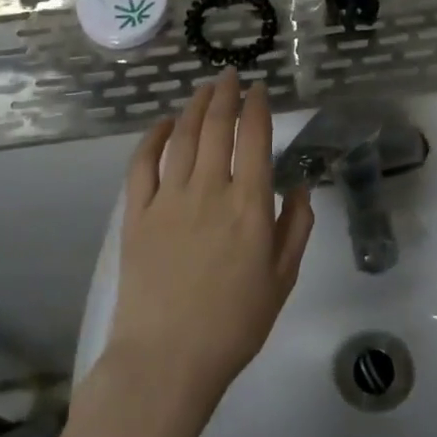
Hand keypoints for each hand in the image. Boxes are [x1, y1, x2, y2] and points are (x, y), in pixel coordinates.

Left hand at [105, 70, 314, 405]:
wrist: (167, 360)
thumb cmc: (234, 324)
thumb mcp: (283, 279)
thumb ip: (296, 228)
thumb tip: (299, 187)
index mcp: (249, 205)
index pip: (255, 138)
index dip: (257, 107)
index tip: (259, 89)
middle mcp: (209, 189)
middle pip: (216, 126)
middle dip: (225, 95)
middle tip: (230, 76)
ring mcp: (168, 199)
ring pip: (182, 137)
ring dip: (194, 106)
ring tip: (203, 89)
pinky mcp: (137, 215)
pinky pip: (143, 164)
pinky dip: (153, 137)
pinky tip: (163, 123)